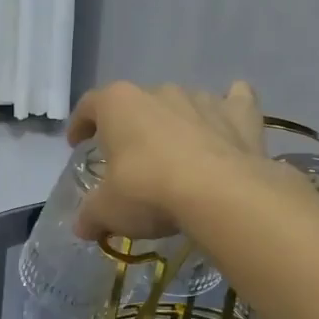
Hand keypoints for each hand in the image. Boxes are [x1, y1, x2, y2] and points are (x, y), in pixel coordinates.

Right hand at [66, 81, 269, 242]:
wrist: (219, 194)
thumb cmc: (149, 191)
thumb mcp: (108, 211)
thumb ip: (91, 215)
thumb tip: (82, 227)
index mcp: (119, 104)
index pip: (89, 105)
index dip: (80, 124)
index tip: (77, 143)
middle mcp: (159, 91)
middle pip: (138, 105)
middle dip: (133, 128)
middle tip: (131, 159)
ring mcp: (202, 98)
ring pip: (183, 103)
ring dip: (176, 123)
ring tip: (177, 154)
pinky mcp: (240, 113)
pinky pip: (235, 100)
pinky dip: (230, 109)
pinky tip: (227, 125)